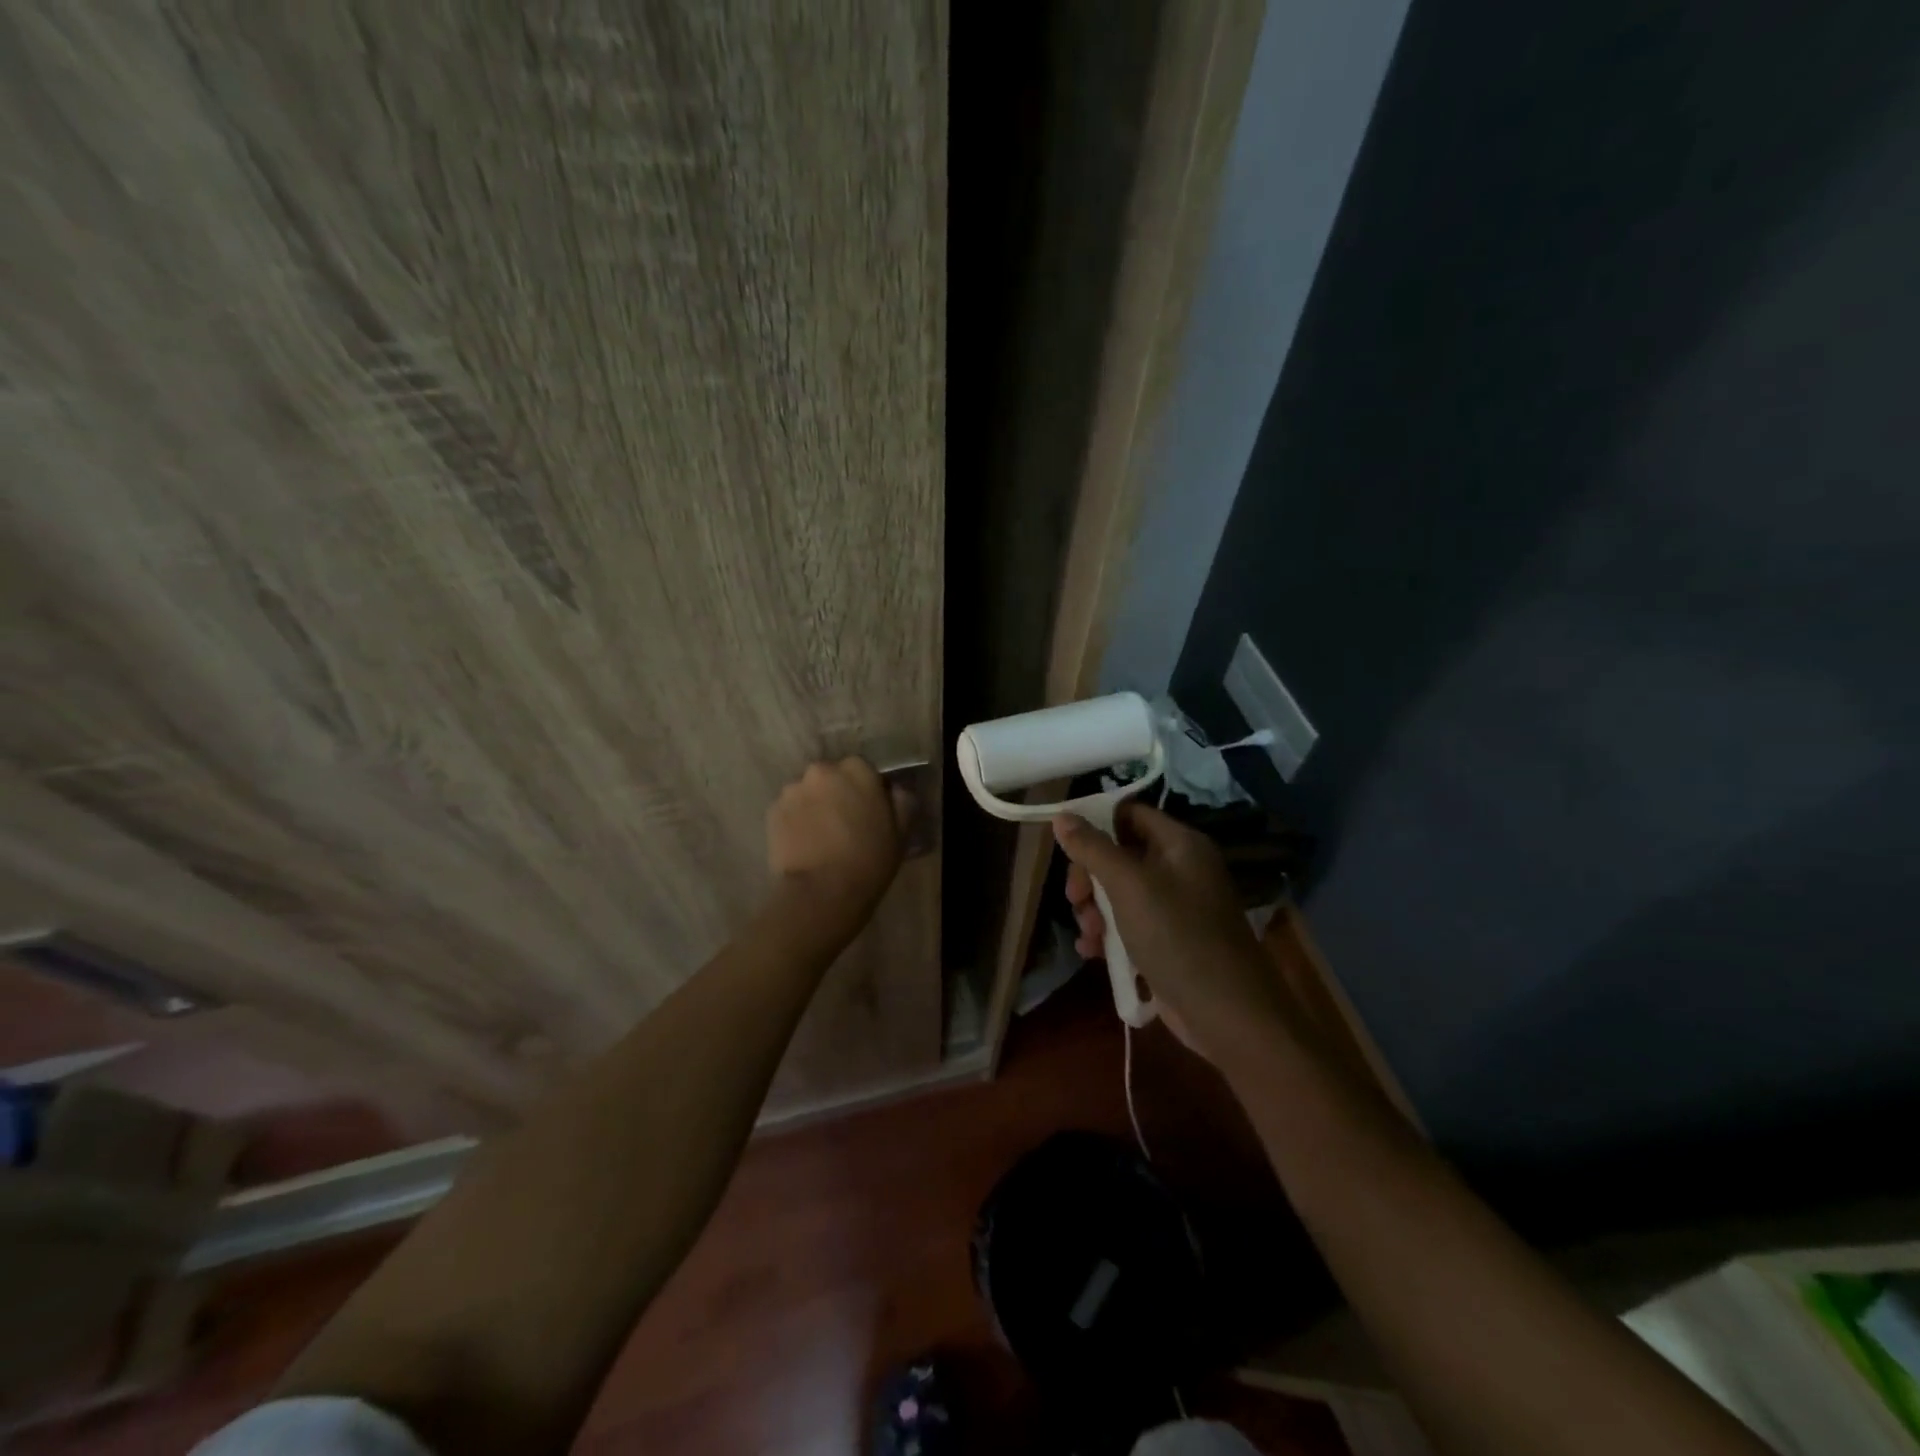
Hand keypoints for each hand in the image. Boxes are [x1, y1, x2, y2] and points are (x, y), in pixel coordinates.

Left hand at [767, 758, 910, 918]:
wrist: (823, 892)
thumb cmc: (869, 860)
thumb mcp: (901, 832)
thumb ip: (901, 801)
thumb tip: (896, 790)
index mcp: (857, 769)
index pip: (862, 769)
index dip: (865, 790)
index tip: (868, 810)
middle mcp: (822, 770)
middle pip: (831, 777)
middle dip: (836, 794)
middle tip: (843, 823)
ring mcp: (793, 790)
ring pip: (807, 792)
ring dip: (813, 806)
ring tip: (820, 836)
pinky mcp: (772, 811)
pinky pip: (788, 810)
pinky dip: (795, 821)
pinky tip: (803, 844)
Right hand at [1055, 803, 1298, 1067]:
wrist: (1228, 1015)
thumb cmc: (1177, 937)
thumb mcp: (1128, 886)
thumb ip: (1092, 848)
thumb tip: (1062, 816)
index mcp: (1180, 844)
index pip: (1130, 813)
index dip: (1096, 822)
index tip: (1066, 845)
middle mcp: (1180, 869)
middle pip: (1119, 854)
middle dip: (1090, 876)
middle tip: (1075, 899)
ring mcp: (1176, 908)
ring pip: (1119, 893)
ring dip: (1094, 910)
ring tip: (1088, 934)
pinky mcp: (1169, 942)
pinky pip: (1129, 925)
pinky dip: (1108, 934)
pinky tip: (1092, 951)